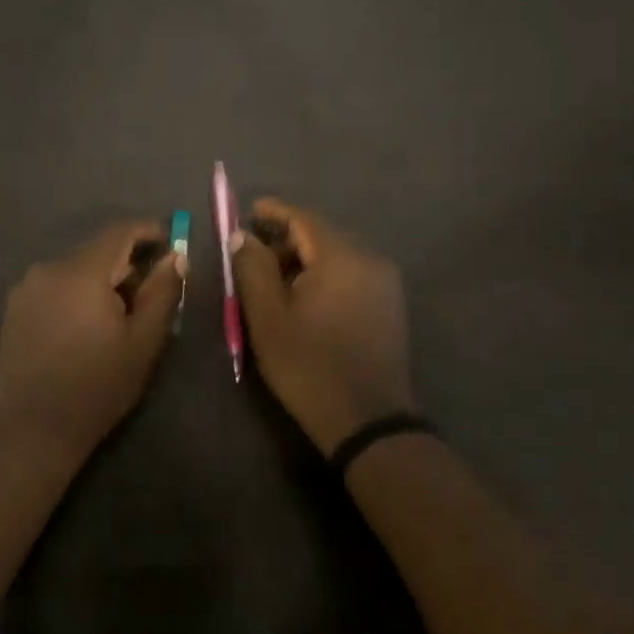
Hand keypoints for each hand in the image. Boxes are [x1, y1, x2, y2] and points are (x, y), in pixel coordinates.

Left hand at [0, 220, 185, 456]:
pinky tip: (82, 326)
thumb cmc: (98, 386)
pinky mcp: (14, 306)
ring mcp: (26, 286)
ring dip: (99, 279)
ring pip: (74, 267)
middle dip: (125, 263)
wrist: (35, 428)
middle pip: (96, 250)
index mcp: (81, 272)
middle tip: (147, 293)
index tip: (169, 242)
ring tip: (114, 316)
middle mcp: (49, 268)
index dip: (148, 231)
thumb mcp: (143, 342)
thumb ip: (162, 292)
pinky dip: (75, 292)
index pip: (119, 232)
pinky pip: (54, 284)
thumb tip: (175, 256)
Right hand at [229, 198, 412, 454]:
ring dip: (304, 259)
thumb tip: (243, 236)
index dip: (273, 212)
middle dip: (286, 239)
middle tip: (253, 257)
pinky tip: (304, 298)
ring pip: (336, 254)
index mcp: (341, 257)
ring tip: (274, 283)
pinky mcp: (389, 304)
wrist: (367, 422)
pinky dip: (324, 274)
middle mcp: (370, 260)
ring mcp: (385, 283)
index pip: (303, 218)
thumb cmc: (309, 365)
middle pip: (321, 234)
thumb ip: (252, 268)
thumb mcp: (268, 317)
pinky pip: (351, 273)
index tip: (248, 212)